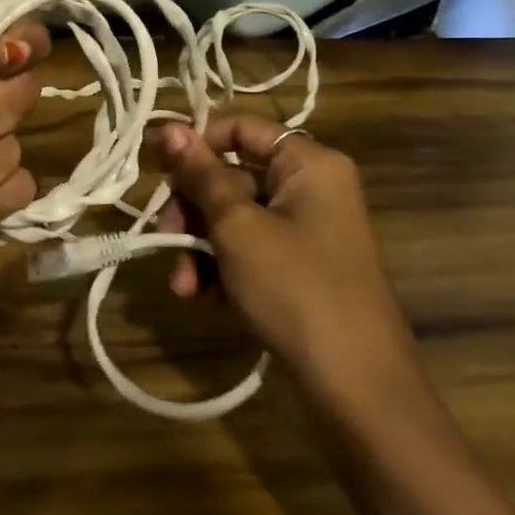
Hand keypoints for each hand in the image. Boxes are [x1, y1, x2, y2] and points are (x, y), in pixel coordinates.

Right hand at [153, 117, 425, 417]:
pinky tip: (202, 298)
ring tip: (182, 286)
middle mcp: (310, 188)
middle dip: (192, 210)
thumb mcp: (237, 228)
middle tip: (164, 238)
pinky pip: (248, 249)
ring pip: (233, 218)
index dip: (197, 145)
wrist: (355, 387)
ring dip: (199, 247)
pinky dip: (221, 269)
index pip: (240, 129)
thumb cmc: (296, 289)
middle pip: (231, 177)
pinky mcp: (298, 268)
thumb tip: (168, 127)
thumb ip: (200, 176)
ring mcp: (306, 230)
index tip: (158, 170)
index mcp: (308, 164)